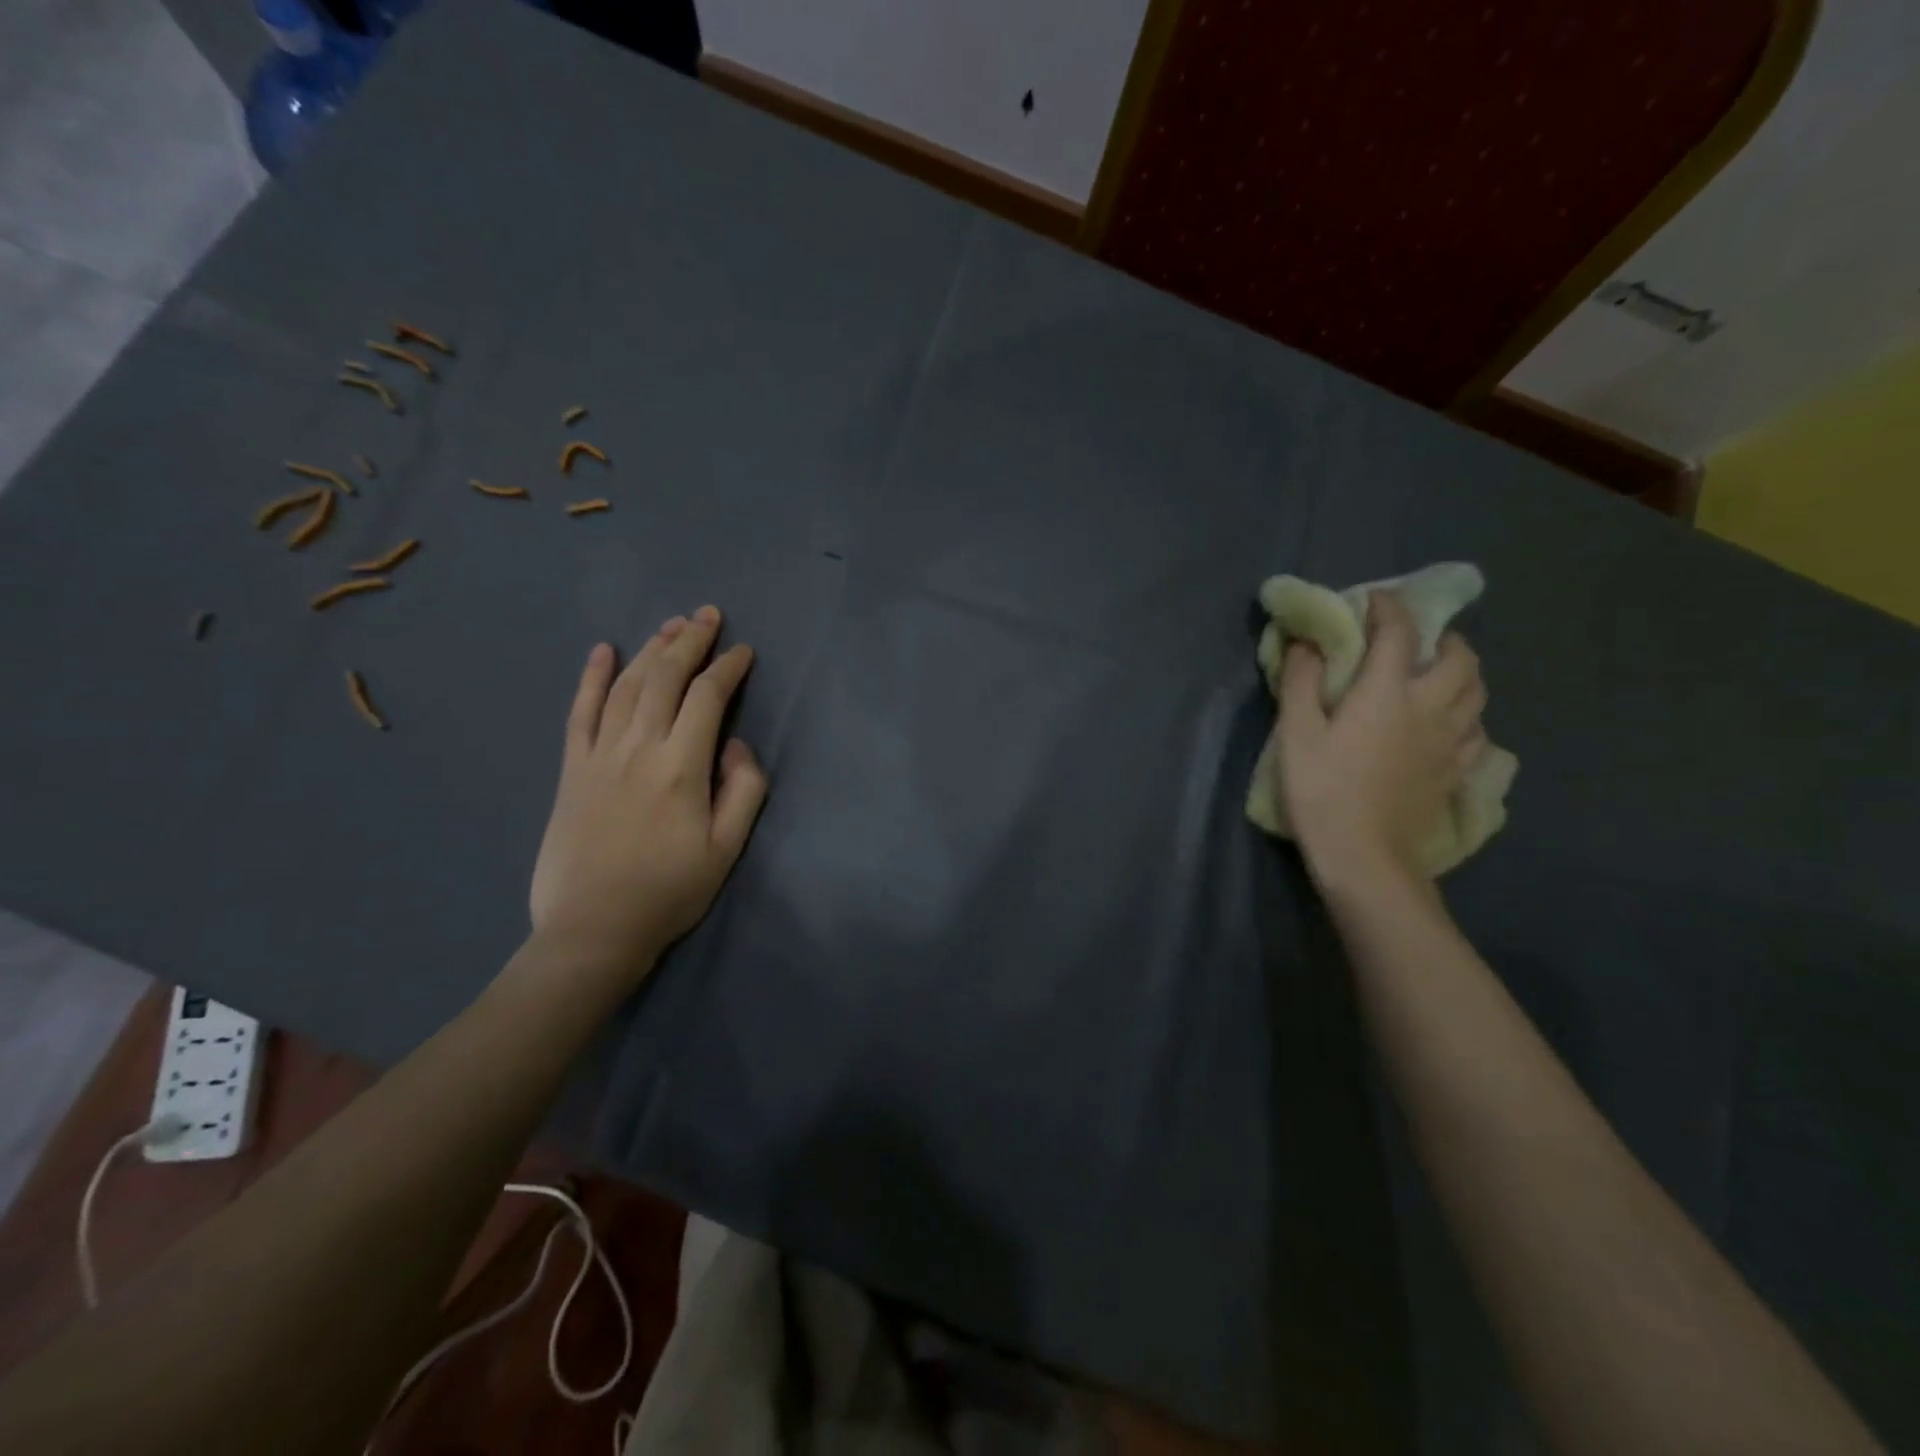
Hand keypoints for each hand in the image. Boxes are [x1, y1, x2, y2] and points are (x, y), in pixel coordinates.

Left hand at [528, 606, 767, 984]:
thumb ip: (743, 790)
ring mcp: (599, 755)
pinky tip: (602, 651)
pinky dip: (590, 678)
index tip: (743, 652)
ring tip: (670, 625)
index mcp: (681, 766)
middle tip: (707, 614)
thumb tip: (736, 745)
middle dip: (689, 641)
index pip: (708, 698)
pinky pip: (580, 712)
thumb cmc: (670, 892)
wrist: (593, 930)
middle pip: (665, 678)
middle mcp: (638, 747)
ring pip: (626, 686)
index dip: (728, 668)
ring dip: (650, 649)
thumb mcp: (727, 849)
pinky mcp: (572, 769)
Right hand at [1275, 589, 1486, 889]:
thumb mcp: (1296, 733)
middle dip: (1442, 638)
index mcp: (1389, 691)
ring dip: (1460, 672)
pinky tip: (1446, 725)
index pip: (1400, 632)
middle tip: (1415, 641)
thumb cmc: (1322, 790)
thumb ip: (1301, 681)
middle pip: (1460, 657)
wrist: (1365, 855)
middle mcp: (1432, 706)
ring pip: (1477, 691)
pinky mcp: (1457, 771)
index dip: (1388, 607)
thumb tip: (1308, 643)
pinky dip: (1466, 714)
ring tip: (1435, 676)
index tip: (1373, 599)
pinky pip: (1477, 729)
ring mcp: (1452, 741)